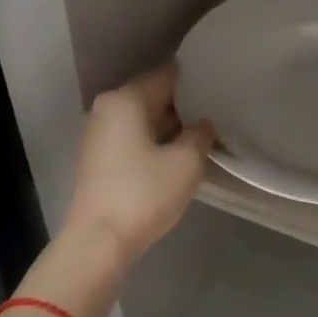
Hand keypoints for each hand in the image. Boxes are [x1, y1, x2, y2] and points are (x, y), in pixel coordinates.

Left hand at [62, 63, 215, 266]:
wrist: (99, 241)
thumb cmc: (144, 194)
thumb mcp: (186, 162)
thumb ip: (200, 135)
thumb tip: (202, 125)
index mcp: (125, 99)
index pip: (167, 76)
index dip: (196, 81)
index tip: (221, 89)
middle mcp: (106, 109)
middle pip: (152, 96)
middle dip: (184, 105)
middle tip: (217, 114)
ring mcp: (97, 134)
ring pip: (142, 119)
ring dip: (170, 126)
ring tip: (202, 135)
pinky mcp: (97, 159)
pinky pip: (131, 138)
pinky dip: (154, 142)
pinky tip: (177, 155)